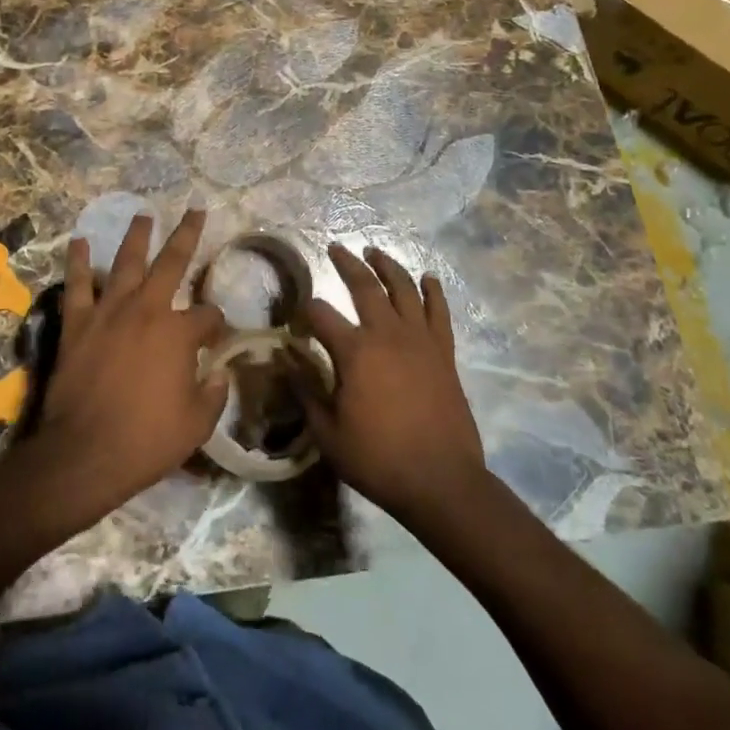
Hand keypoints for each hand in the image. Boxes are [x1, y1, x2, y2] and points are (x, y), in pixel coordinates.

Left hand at [23, 211, 227, 524]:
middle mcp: (147, 310)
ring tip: (142, 215)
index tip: (216, 337)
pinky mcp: (77, 323)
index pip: (208, 316)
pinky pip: (77, 285)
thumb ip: (213, 394)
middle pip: (172, 262)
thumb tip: (219, 374)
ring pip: (125, 262)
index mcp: (179, 333)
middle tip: (195, 210)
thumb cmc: (147, 441)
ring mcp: (109, 312)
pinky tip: (79, 242)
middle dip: (187, 234)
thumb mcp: (196, 424)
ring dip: (136, 236)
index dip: (216, 324)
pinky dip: (78, 262)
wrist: (84, 453)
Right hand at [297, 244, 488, 525]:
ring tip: (374, 252)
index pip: (320, 314)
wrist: (441, 481)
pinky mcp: (444, 352)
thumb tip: (285, 360)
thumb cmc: (377, 459)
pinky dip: (432, 291)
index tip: (298, 317)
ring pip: (403, 288)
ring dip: (387, 266)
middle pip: (364, 286)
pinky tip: (427, 278)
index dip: (305, 311)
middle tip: (335, 248)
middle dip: (346, 263)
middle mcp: (387, 334)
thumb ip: (306, 390)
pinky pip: (439, 312)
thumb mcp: (327, 431)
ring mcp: (420, 340)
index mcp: (354, 351)